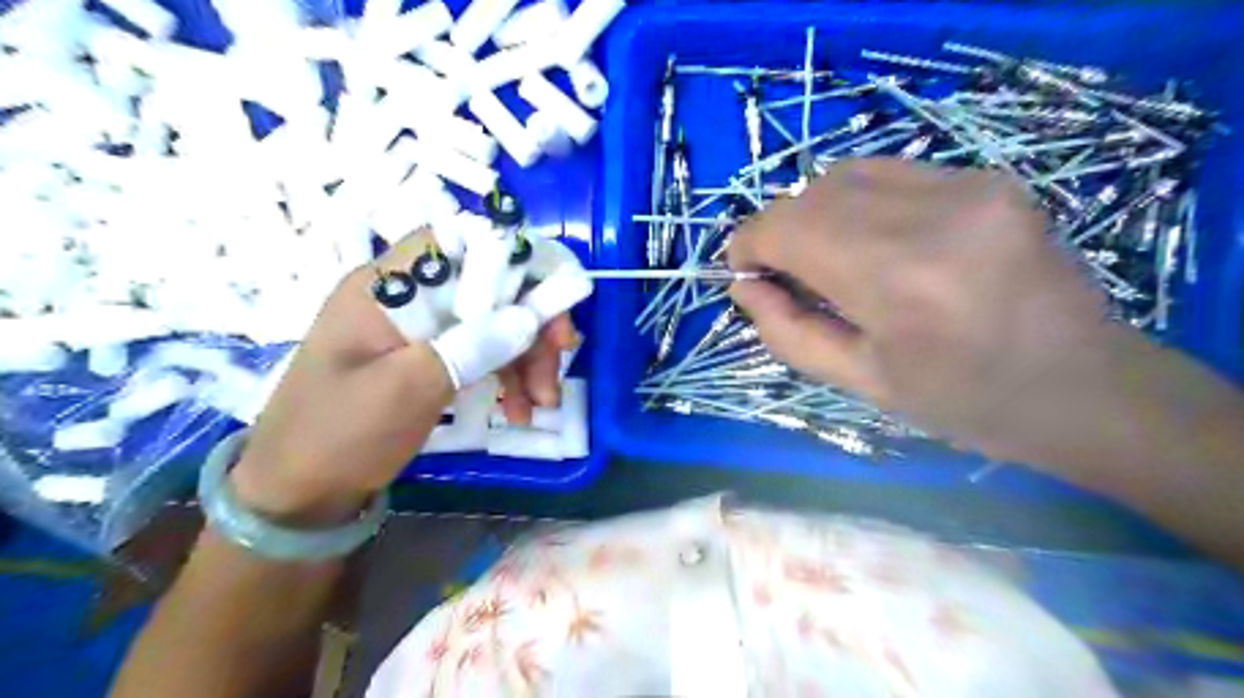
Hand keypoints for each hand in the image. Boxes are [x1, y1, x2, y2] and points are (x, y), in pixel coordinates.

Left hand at [230, 229, 576, 521]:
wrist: (298, 496)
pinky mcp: (429, 360)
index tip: (548, 298)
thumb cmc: (339, 436)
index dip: (509, 257)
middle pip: (486, 285)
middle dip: (530, 321)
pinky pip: (481, 352)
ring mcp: (419, 331)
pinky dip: (507, 376)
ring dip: (526, 356)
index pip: (455, 241)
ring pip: (491, 321)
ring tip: (542, 404)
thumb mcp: (406, 390)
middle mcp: (405, 298)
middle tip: (559, 361)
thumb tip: (530, 315)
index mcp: (385, 288)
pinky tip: (519, 410)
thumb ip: (469, 347)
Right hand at [725, 157, 1112, 461]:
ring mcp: (968, 186)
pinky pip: (890, 174)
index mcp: (897, 280)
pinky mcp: (988, 177)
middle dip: (779, 231)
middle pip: (811, 195)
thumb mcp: (859, 383)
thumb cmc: (963, 402)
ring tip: (825, 258)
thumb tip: (742, 286)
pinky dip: (858, 202)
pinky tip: (871, 240)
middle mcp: (932, 215)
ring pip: (846, 174)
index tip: (745, 271)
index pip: (788, 228)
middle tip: (784, 274)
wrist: (1084, 387)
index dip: (749, 244)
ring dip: (815, 213)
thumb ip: (787, 331)